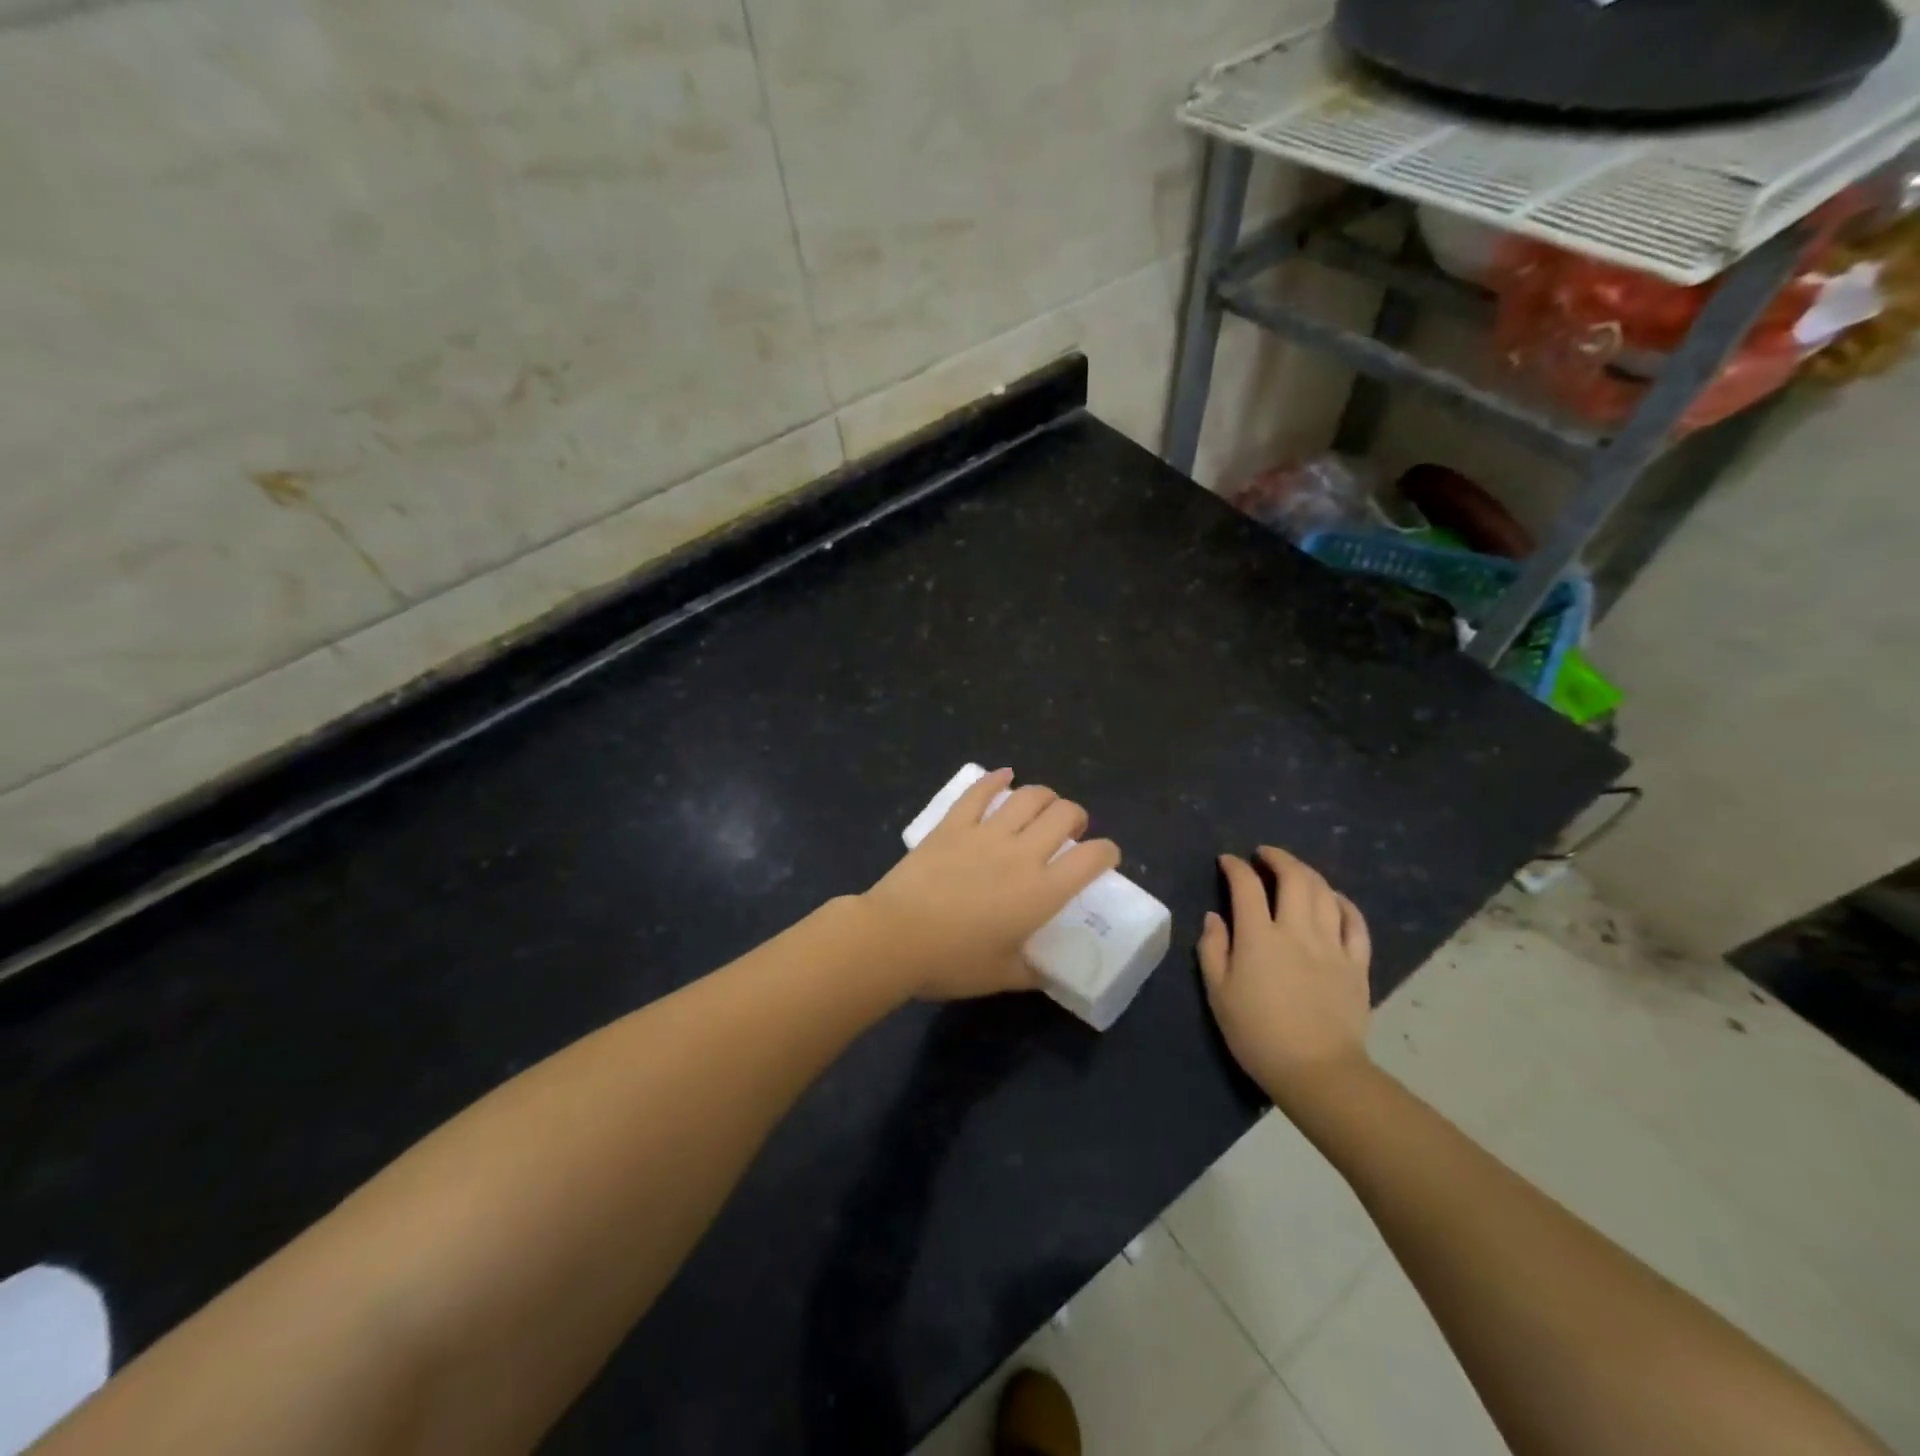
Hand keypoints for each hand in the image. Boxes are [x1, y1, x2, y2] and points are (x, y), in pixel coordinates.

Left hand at [861, 768, 1121, 999]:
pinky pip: (979, 792)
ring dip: (1044, 796)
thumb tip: (1046, 972)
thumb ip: (1032, 972)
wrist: (894, 938)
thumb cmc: (951, 962)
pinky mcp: (953, 824)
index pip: (1091, 858)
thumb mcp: (1002, 976)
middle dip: (1077, 816)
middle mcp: (1021, 854)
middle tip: (1071, 830)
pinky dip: (996, 779)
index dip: (1107, 852)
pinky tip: (1004, 775)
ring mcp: (985, 833)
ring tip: (1043, 806)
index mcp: (1041, 892)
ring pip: (1028, 796)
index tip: (1104, 857)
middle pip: (1064, 814)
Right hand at [1198, 846, 1372, 1108]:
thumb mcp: (1218, 993)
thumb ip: (1213, 949)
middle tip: (1264, 855)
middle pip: (1293, 878)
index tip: (1227, 861)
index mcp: (1259, 936)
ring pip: (1325, 893)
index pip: (1247, 886)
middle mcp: (1297, 930)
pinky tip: (1334, 898)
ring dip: (1307, 873)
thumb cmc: (1257, 1034)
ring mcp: (1332, 945)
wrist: (1317, 1071)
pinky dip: (1343, 902)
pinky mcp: (1356, 963)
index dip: (1235, 867)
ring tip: (1295, 871)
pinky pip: (1355, 922)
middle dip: (1277, 858)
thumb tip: (1215, 917)